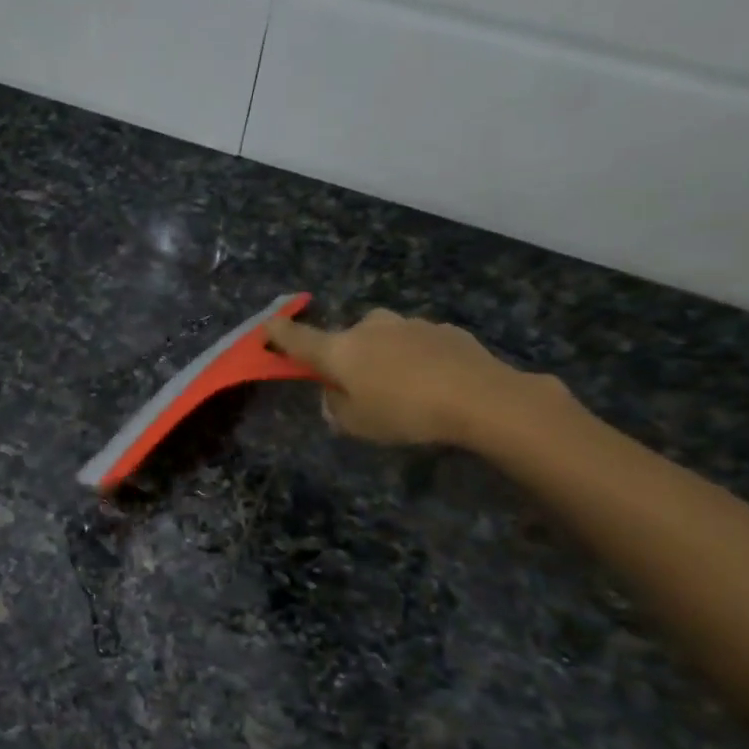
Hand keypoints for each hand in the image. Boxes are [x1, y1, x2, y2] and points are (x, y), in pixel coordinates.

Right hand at [265, 308, 558, 446]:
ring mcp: (408, 324)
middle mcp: (369, 327)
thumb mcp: (357, 425)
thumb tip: (334, 396)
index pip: (298, 339)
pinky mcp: (443, 329)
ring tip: (406, 389)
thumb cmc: (406, 413)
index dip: (279, 334)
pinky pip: (417, 343)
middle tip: (361, 387)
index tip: (267, 326)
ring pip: (384, 339)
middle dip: (348, 356)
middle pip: (347, 339)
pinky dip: (416, 358)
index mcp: (340, 350)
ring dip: (385, 357)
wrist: (482, 397)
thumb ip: (336, 409)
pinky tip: (435, 383)